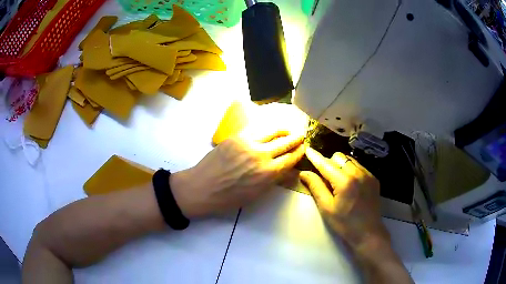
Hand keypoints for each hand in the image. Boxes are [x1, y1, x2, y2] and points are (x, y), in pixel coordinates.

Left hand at [170, 130, 304, 217]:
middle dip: (296, 138)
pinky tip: (269, 129)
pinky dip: (266, 128)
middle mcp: (262, 155)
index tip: (304, 148)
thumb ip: (273, 180)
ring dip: (283, 130)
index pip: (291, 158)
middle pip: (286, 142)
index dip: (300, 152)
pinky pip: (256, 128)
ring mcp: (248, 143)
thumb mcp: (256, 194)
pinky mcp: (236, 136)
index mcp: (268, 173)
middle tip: (301, 136)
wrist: (202, 188)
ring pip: (272, 131)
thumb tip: (287, 169)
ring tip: (288, 129)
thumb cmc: (228, 198)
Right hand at [300, 148, 412, 283]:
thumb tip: (304, 173)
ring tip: (337, 180)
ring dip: (340, 165)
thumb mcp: (326, 208)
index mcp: (344, 181)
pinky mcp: (373, 178)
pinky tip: (349, 184)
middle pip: (339, 157)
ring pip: (349, 160)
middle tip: (324, 177)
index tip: (307, 149)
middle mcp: (358, 173)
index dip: (315, 157)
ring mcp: (368, 174)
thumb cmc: (344, 224)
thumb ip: (316, 187)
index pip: (326, 164)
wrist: (368, 233)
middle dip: (329, 163)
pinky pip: (359, 166)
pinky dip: (350, 169)